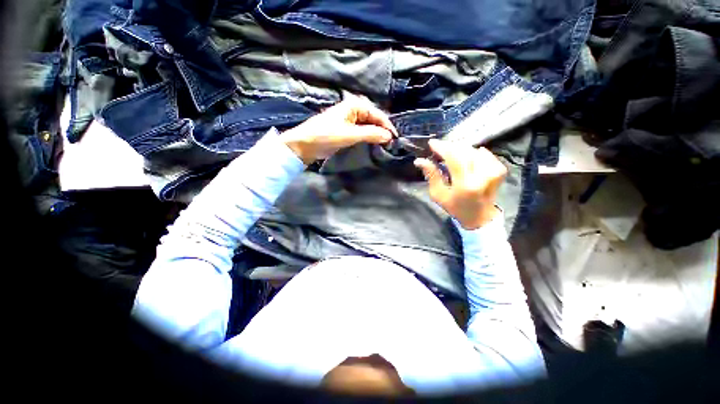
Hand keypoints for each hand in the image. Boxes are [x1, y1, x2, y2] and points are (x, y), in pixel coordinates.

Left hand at [282, 96, 397, 163]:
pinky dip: (368, 137)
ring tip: (384, 145)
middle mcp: (353, 109)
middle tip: (391, 143)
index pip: (377, 114)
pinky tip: (372, 144)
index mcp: (354, 105)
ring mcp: (349, 120)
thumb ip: (371, 134)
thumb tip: (389, 137)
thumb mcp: (350, 135)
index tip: (395, 139)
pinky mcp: (345, 130)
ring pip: (368, 126)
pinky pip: (361, 132)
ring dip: (376, 134)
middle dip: (382, 130)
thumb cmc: (326, 136)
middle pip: (373, 119)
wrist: (304, 145)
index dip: (387, 126)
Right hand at [414, 139, 506, 229]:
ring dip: (460, 150)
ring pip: (473, 150)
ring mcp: (493, 171)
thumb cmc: (455, 207)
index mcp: (465, 184)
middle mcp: (482, 175)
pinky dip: (472, 152)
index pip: (454, 158)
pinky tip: (466, 158)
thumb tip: (419, 160)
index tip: (432, 143)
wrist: (479, 216)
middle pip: (464, 151)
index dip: (442, 148)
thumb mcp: (438, 194)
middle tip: (439, 148)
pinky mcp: (499, 169)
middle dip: (450, 147)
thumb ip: (431, 175)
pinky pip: (484, 153)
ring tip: (451, 155)